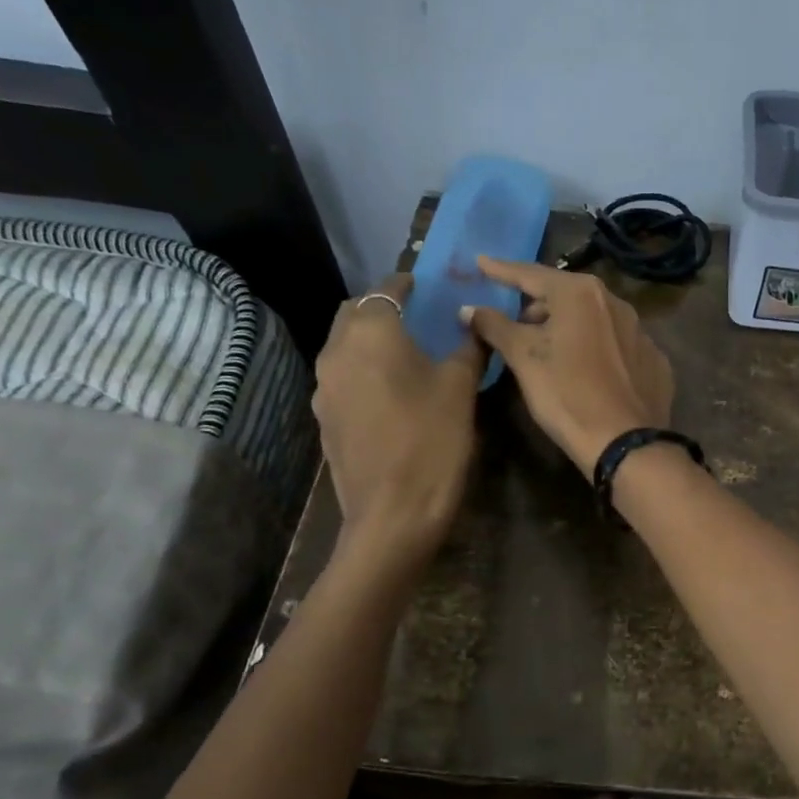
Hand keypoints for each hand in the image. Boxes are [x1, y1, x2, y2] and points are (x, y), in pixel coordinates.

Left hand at [312, 275, 482, 558]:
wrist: (393, 514)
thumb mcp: (461, 389)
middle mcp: (337, 351)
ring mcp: (324, 387)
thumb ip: (468, 348)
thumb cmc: (433, 441)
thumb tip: (474, 323)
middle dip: (382, 308)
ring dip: (370, 340)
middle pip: (355, 313)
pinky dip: (363, 371)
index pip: (386, 289)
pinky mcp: (325, 418)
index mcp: (372, 333)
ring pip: (344, 346)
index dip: (408, 284)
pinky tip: (390, 392)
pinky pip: (342, 378)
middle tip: (416, 318)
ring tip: (404, 355)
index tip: (426, 287)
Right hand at [460, 257, 673, 472]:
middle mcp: (616, 303)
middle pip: (566, 297)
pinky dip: (597, 351)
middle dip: (538, 307)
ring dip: (568, 328)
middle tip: (515, 325)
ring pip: (594, 320)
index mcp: (581, 294)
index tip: (481, 262)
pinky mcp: (655, 362)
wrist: (625, 443)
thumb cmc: (567, 394)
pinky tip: (587, 372)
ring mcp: (641, 332)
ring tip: (550, 351)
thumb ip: (495, 327)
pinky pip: (617, 347)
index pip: (532, 274)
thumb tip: (469, 309)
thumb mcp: (524, 359)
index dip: (502, 271)